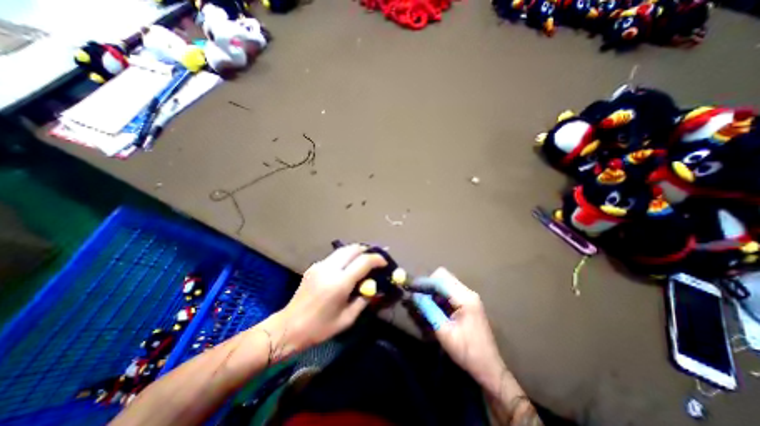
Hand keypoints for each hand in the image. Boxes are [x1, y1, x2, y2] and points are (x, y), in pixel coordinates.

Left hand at [274, 244, 385, 354]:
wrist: (289, 327)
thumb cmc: (320, 328)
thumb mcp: (347, 319)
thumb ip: (364, 300)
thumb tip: (375, 289)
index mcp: (340, 283)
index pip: (364, 261)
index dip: (377, 259)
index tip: (385, 263)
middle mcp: (330, 269)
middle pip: (353, 249)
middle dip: (367, 251)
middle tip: (375, 260)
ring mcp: (320, 265)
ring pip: (343, 250)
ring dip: (356, 252)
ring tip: (363, 261)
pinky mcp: (314, 266)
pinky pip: (335, 256)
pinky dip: (345, 257)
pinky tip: (348, 268)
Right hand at [410, 268, 502, 393]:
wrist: (489, 368)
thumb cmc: (467, 351)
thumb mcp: (444, 331)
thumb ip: (428, 310)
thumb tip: (414, 295)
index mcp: (465, 298)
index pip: (440, 280)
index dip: (423, 282)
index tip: (410, 287)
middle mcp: (468, 292)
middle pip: (444, 276)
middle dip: (428, 283)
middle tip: (417, 294)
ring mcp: (469, 296)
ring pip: (446, 282)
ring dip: (433, 288)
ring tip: (422, 300)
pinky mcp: (468, 302)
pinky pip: (450, 290)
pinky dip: (439, 294)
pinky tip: (432, 304)